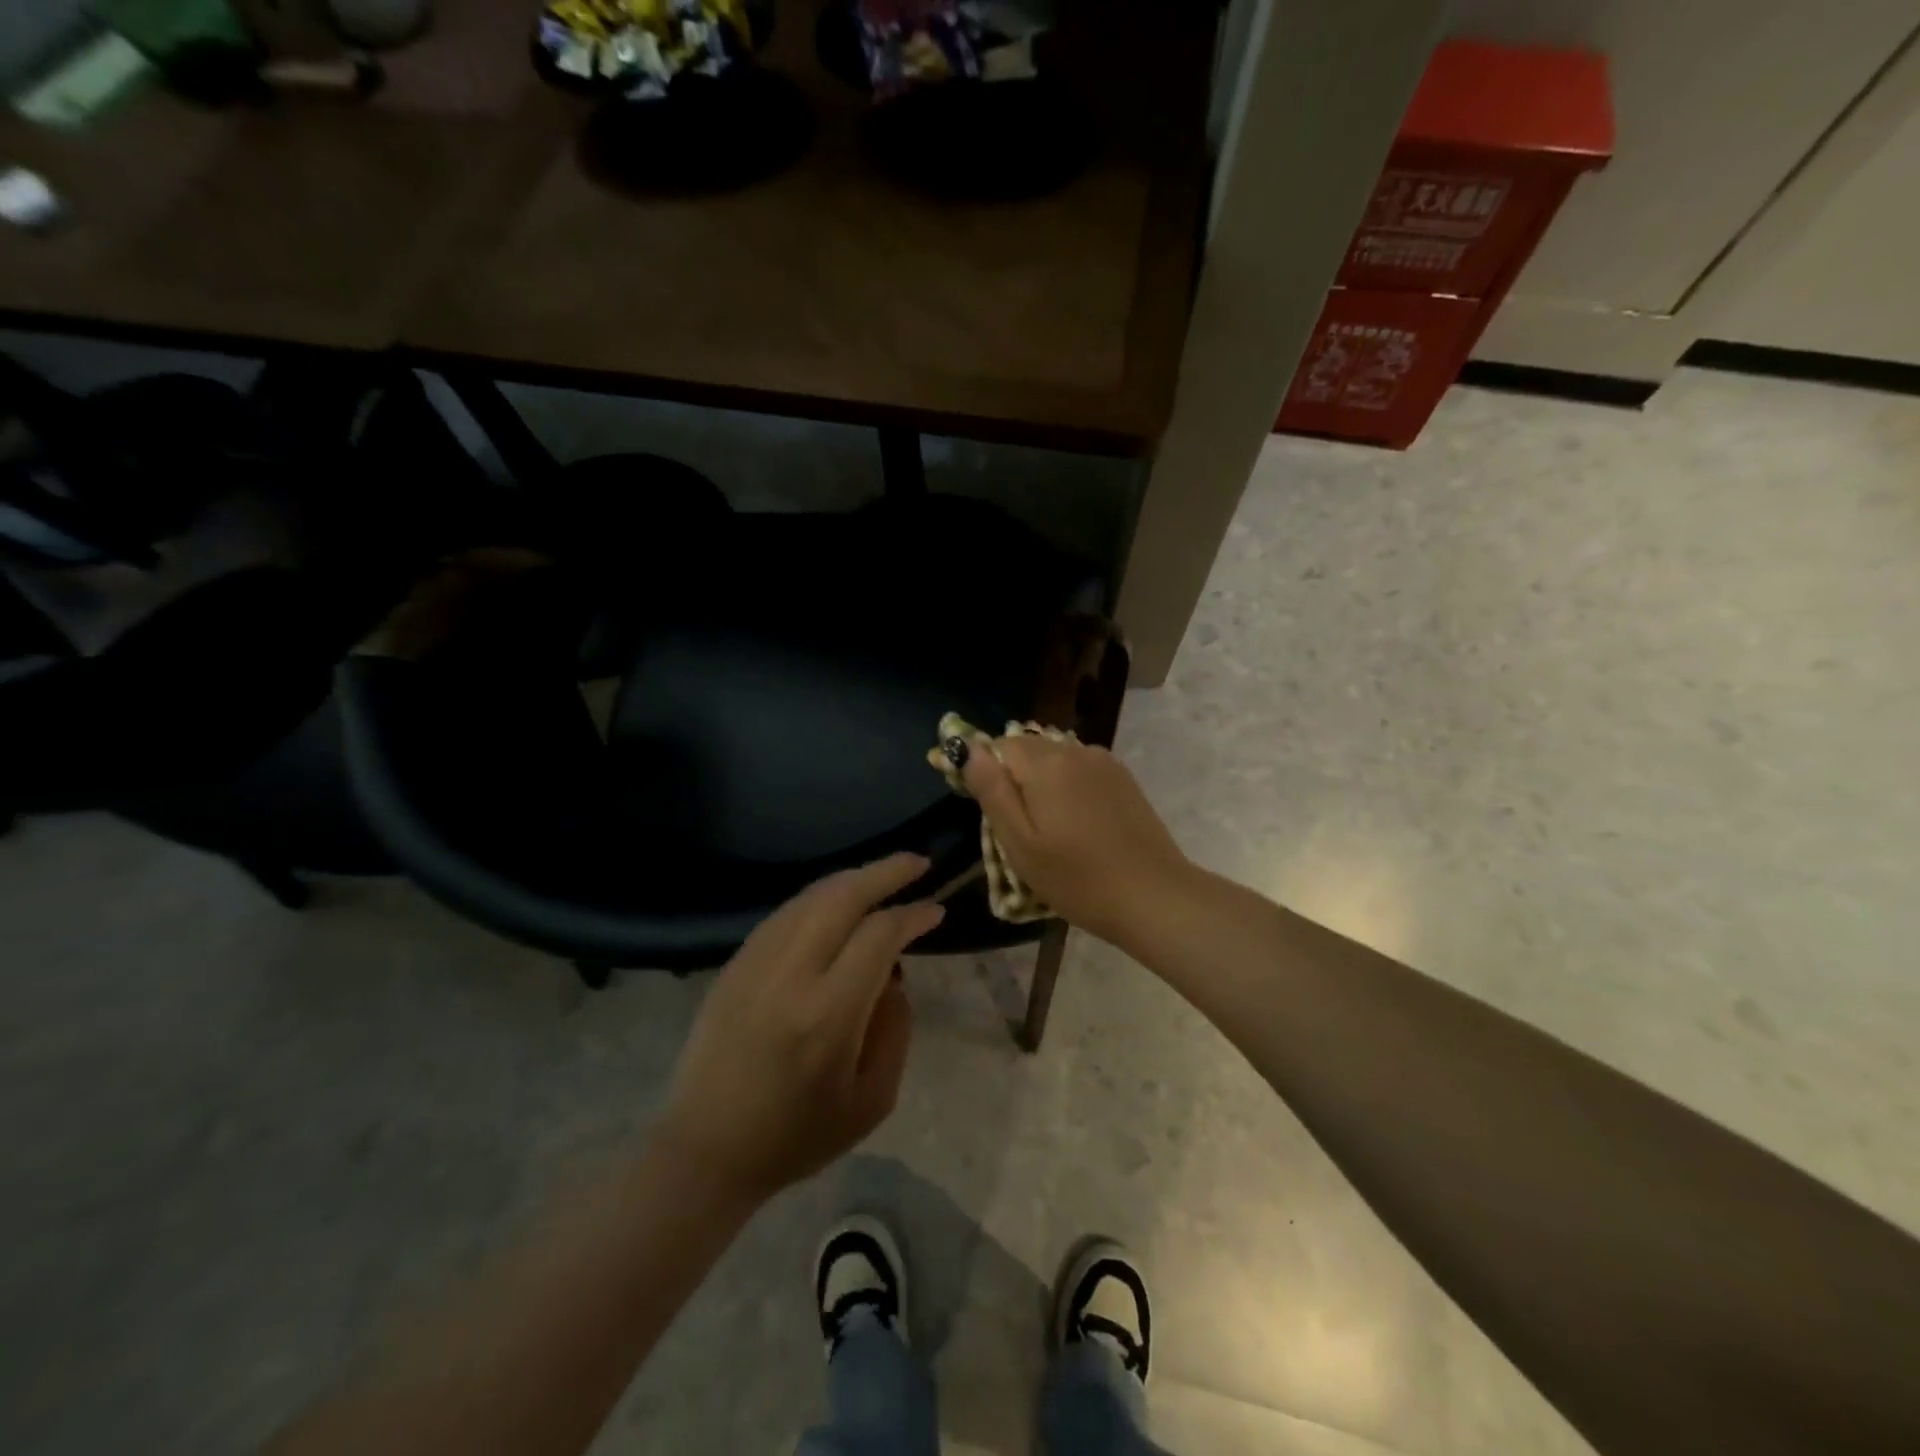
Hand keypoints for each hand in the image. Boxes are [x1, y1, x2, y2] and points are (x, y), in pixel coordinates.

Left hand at [654, 854, 943, 1205]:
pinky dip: (818, 898)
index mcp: (827, 1015)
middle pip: (842, 897)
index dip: (913, 915)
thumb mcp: (871, 1101)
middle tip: (918, 862)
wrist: (704, 1151)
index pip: (879, 936)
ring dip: (852, 879)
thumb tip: (893, 976)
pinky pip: (784, 913)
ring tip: (883, 876)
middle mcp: (789, 976)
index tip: (936, 910)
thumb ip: (895, 1029)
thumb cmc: (796, 1136)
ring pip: (810, 896)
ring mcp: (755, 963)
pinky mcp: (734, 964)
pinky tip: (836, 903)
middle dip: (886, 871)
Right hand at [962, 735, 1192, 948]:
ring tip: (1051, 829)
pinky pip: (1081, 769)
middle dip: (1016, 777)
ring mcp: (1104, 762)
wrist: (1153, 896)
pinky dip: (1069, 786)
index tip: (992, 811)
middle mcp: (1074, 751)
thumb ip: (992, 791)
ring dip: (1043, 782)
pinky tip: (1078, 823)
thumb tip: (970, 748)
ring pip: (1055, 758)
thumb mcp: (1020, 844)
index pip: (998, 746)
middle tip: (1020, 828)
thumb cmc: (1077, 879)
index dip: (987, 773)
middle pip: (1028, 748)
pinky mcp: (1123, 778)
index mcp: (1044, 764)